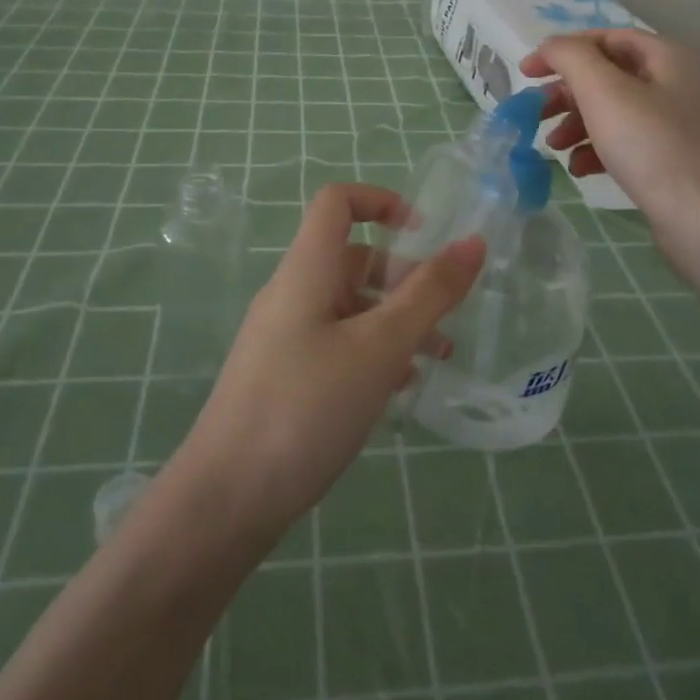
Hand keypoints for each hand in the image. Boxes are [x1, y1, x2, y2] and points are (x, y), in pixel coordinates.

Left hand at [171, 183, 483, 539]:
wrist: (227, 498)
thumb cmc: (306, 407)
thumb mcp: (380, 347)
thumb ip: (429, 293)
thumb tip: (472, 242)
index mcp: (306, 270)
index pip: (337, 202)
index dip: (381, 201)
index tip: (425, 233)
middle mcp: (293, 293)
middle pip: (352, 257)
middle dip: (403, 276)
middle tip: (445, 314)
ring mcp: (286, 336)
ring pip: (350, 306)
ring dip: (395, 319)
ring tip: (438, 356)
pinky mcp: (285, 375)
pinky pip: (338, 343)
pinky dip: (373, 351)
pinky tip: (400, 388)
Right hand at [523, 30, 699, 255]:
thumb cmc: (654, 147)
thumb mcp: (604, 91)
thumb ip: (571, 57)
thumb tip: (551, 45)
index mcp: (667, 57)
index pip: (605, 38)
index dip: (562, 50)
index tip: (526, 73)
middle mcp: (676, 84)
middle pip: (608, 76)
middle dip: (567, 94)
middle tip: (536, 114)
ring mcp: (677, 125)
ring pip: (614, 112)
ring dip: (577, 124)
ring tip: (554, 147)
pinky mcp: (673, 162)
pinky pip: (627, 144)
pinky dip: (597, 151)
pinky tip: (579, 170)